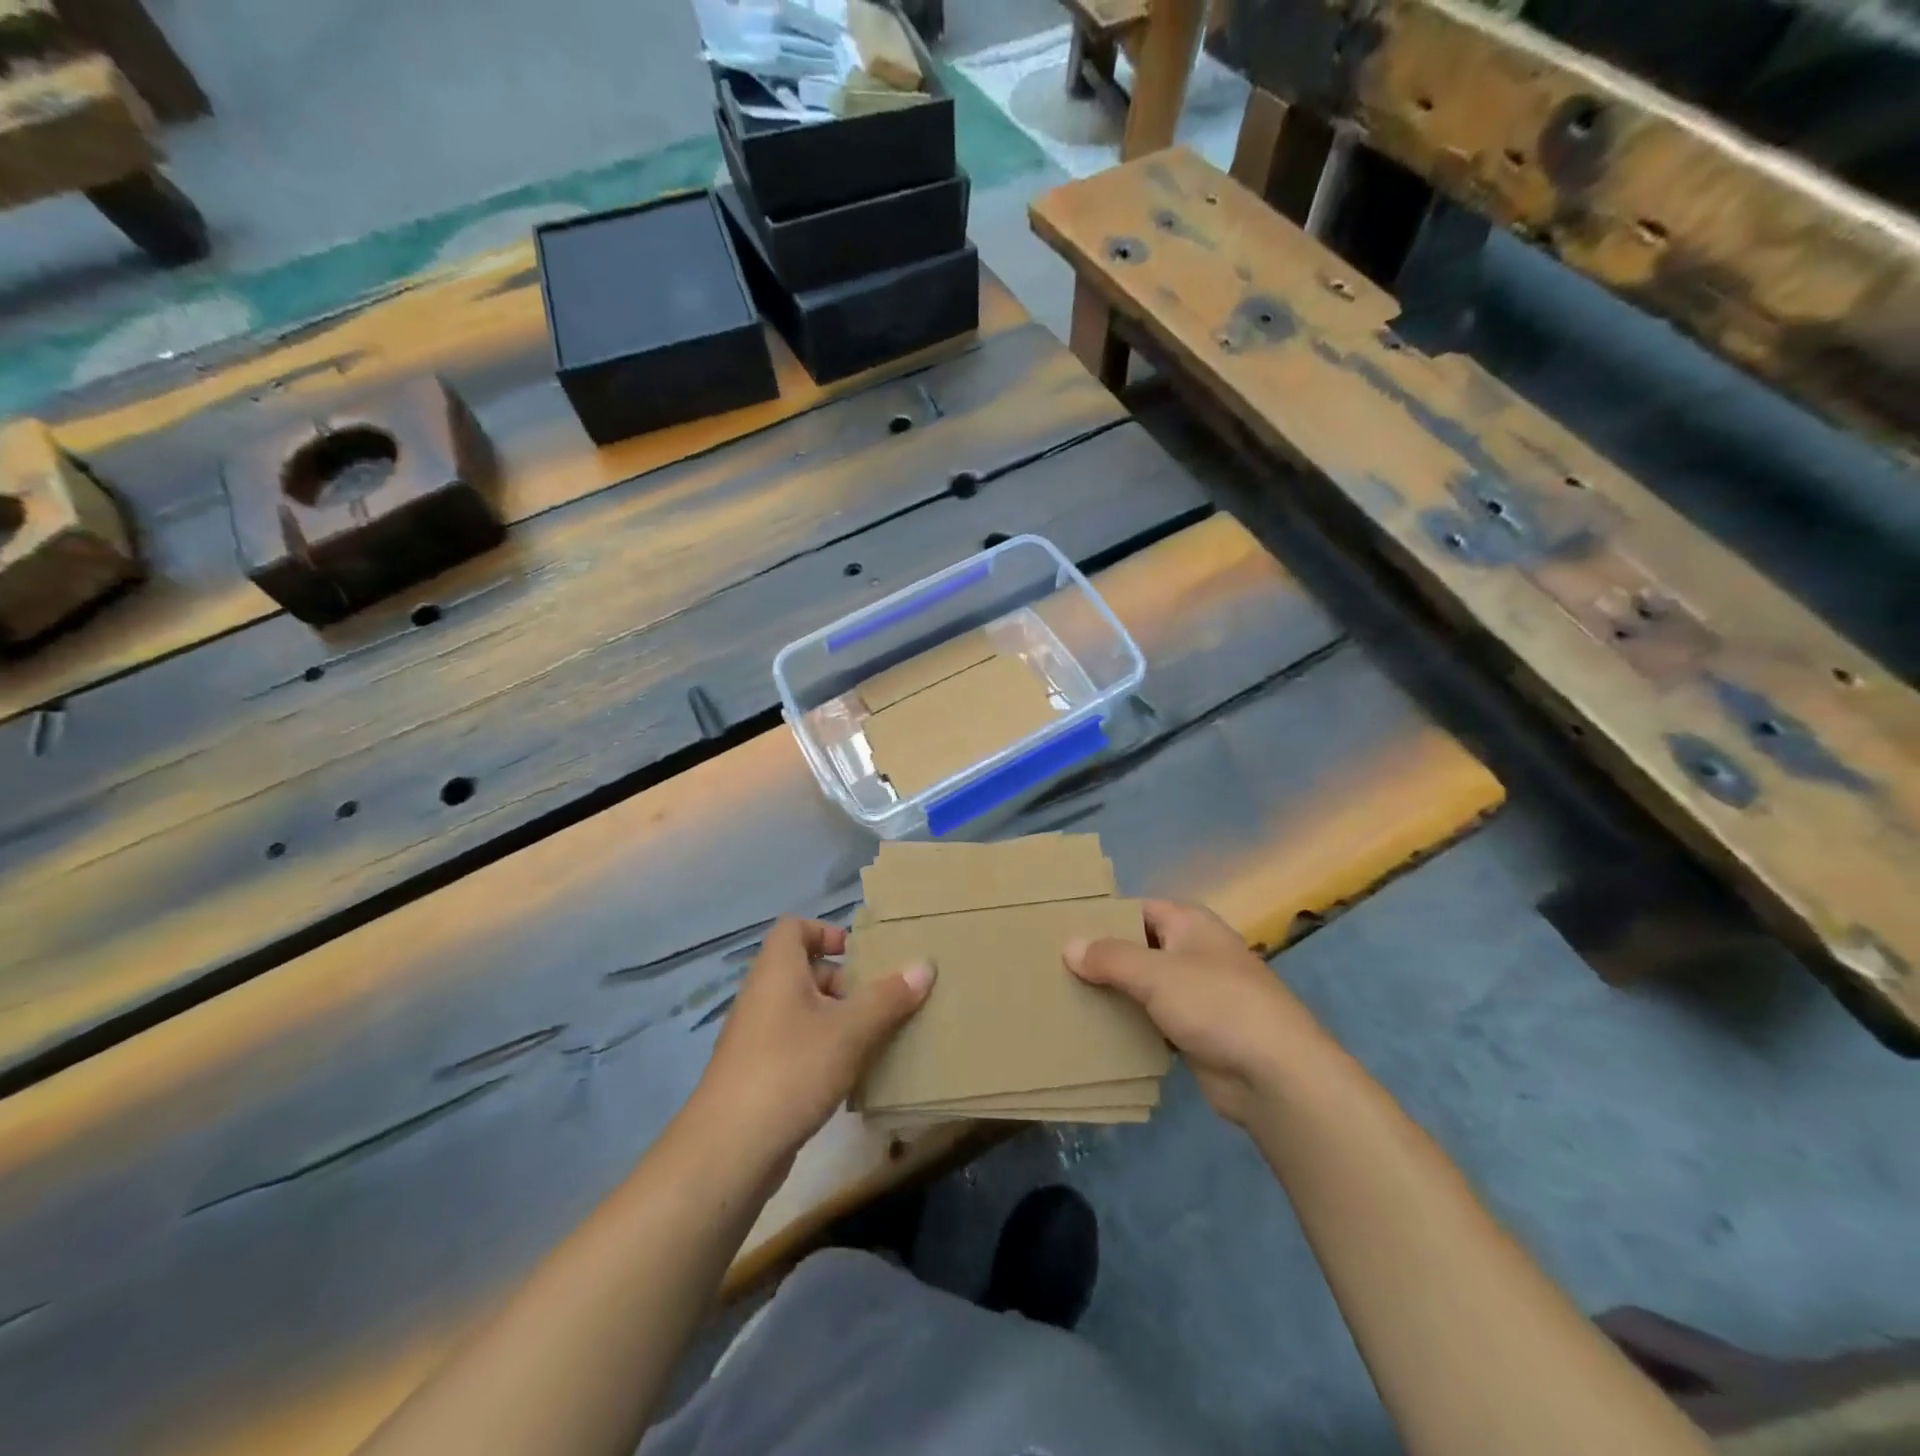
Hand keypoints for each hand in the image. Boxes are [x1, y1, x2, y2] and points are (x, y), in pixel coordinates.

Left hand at [692, 917, 932, 1164]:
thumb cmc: (791, 1069)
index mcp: (777, 971)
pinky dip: (824, 1050)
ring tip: (875, 1038)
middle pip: (804, 969)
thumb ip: (888, 997)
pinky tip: (851, 1075)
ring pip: (803, 1010)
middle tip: (879, 1000)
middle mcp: (762, 995)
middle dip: (844, 981)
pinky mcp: (759, 1074)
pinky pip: (797, 1044)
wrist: (729, 1150)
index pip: (794, 927)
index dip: (826, 931)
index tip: (859, 955)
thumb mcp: (850, 1030)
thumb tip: (924, 965)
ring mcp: (757, 1037)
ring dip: (838, 1018)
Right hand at [1065, 900, 1324, 1127]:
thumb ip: (1110, 958)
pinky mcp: (1197, 1033)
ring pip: (1144, 987)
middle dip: (1102, 959)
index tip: (1061, 929)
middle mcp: (1194, 952)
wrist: (1275, 1075)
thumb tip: (1069, 945)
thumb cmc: (1216, 1004)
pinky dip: (1130, 1025)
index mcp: (1190, 923)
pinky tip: (1095, 1032)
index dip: (1103, 917)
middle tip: (1053, 967)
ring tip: (1065, 998)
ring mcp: (1198, 994)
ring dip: (1113, 994)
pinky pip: (1153, 1020)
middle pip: (1138, 948)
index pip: (1137, 910)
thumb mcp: (1156, 974)